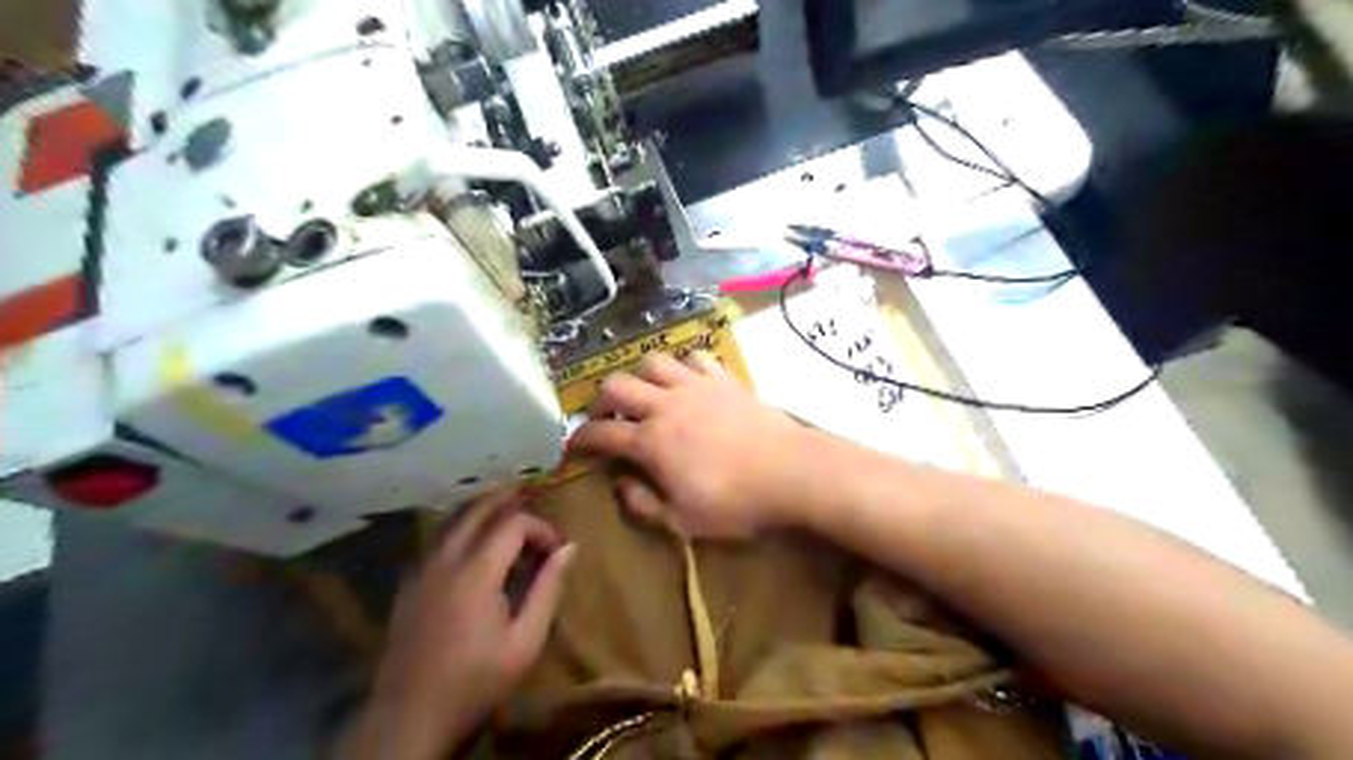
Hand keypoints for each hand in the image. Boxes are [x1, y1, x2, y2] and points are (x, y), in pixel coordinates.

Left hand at [343, 489, 572, 755]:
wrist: (410, 717)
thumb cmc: (476, 681)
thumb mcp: (525, 641)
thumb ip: (548, 588)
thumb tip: (570, 547)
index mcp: (476, 572)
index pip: (513, 523)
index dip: (540, 527)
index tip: (557, 550)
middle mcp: (446, 559)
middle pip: (477, 509)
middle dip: (508, 499)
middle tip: (534, 497)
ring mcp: (421, 568)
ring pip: (453, 519)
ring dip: (482, 508)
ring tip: (508, 510)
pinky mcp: (409, 582)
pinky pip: (437, 538)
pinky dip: (460, 526)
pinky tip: (473, 540)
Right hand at [565, 353, 817, 536]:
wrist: (790, 471)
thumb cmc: (736, 503)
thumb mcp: (683, 521)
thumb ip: (643, 504)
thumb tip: (619, 484)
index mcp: (651, 441)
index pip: (600, 434)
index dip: (580, 440)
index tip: (573, 447)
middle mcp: (666, 405)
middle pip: (616, 385)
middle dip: (601, 400)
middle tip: (607, 418)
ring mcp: (695, 386)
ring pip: (652, 361)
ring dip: (640, 376)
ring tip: (646, 394)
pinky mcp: (723, 378)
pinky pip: (694, 357)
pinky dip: (683, 366)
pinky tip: (687, 382)